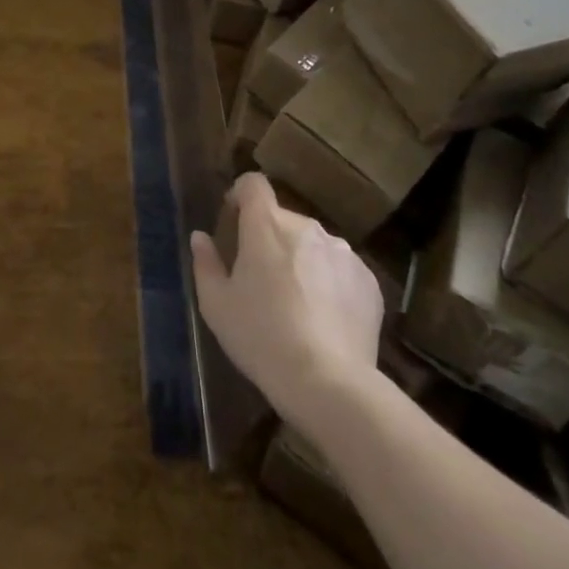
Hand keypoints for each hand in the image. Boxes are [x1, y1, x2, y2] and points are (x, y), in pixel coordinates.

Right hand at [189, 172, 383, 422]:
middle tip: (261, 278)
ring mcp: (342, 252)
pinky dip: (330, 283)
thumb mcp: (217, 305)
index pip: (254, 184)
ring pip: (313, 245)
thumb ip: (205, 263)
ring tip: (296, 303)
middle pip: (282, 219)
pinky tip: (324, 319)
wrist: (328, 383)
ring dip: (301, 260)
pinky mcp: (368, 281)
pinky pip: (341, 270)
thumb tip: (201, 237)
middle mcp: (307, 227)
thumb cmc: (261, 337)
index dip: (241, 195)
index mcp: (266, 225)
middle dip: (270, 239)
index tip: (234, 218)